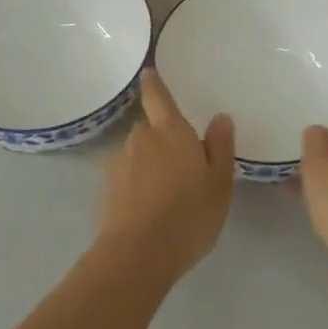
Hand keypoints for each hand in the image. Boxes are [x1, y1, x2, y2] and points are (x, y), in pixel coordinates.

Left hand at [98, 69, 234, 279]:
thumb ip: (220, 147)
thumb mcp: (219, 183)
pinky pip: (127, 178)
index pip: (159, 97)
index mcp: (171, 131)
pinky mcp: (107, 190)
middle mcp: (142, 139)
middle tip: (181, 165)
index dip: (153, 84)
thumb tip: (220, 117)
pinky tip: (149, 210)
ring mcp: (120, 164)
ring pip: (138, 154)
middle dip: (162, 139)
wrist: (137, 255)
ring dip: (149, 165)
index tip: (147, 72)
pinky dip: (136, 186)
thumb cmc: (188, 215)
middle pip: (150, 129)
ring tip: (167, 194)